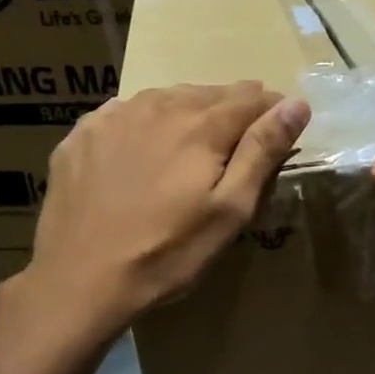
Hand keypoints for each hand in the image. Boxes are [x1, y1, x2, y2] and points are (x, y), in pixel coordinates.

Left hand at [20, 82, 310, 330]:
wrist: (79, 281)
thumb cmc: (168, 252)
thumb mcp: (230, 210)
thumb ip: (263, 150)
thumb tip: (296, 104)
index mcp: (202, 125)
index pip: (252, 96)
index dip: (273, 109)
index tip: (280, 131)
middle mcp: (159, 106)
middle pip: (210, 93)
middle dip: (232, 112)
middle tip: (236, 147)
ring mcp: (115, 115)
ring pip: (167, 98)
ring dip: (188, 113)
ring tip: (192, 148)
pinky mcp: (82, 132)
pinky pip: (126, 112)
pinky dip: (145, 123)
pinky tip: (142, 152)